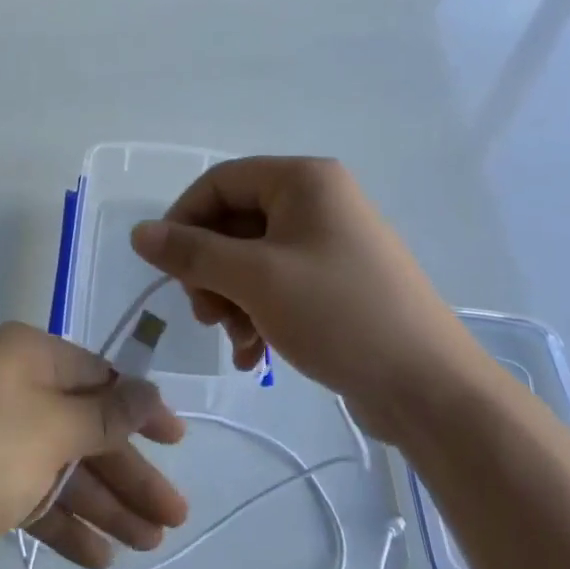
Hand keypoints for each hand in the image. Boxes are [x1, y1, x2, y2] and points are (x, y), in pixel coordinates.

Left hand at [0, 323, 187, 568]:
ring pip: (63, 467)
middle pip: (84, 427)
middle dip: (128, 470)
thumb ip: (104, 415)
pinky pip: (34, 498)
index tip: (177, 442)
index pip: (97, 376)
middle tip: (174, 515)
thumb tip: (150, 390)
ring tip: (150, 542)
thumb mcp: (48, 429)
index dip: (139, 409)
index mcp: (25, 356)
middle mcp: (10, 389)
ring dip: (105, 503)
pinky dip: (66, 524)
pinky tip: (100, 557)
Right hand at [129, 157, 482, 434]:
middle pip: (235, 221)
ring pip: (252, 257)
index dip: (184, 219)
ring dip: (230, 297)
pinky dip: (257, 312)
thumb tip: (139, 233)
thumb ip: (191, 252)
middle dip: (210, 270)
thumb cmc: (339, 314)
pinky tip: (253, 354)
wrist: (430, 388)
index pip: (220, 181)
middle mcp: (318, 200)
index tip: (166, 266)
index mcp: (304, 180)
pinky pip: (278, 283)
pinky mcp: (337, 281)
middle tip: (204, 313)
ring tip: (234, 339)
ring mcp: (330, 242)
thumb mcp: (255, 280)